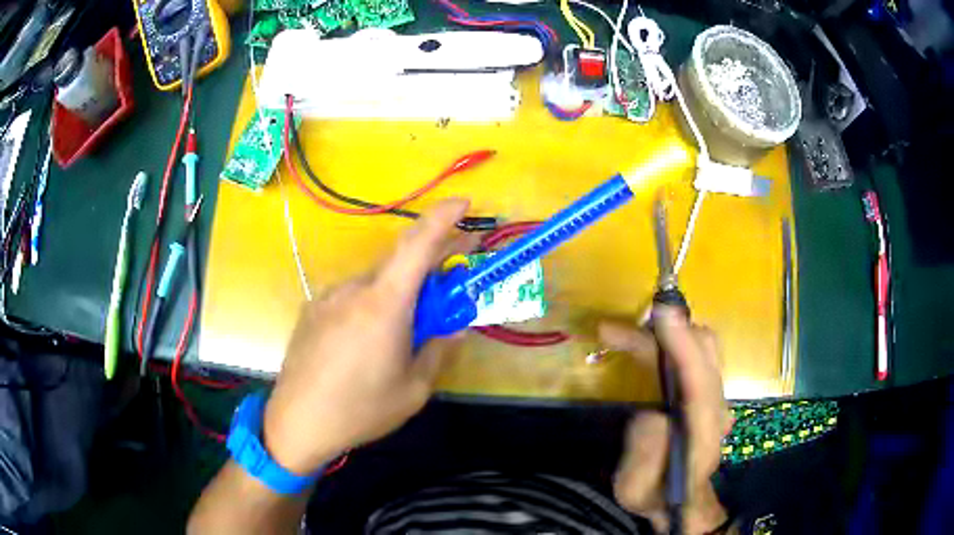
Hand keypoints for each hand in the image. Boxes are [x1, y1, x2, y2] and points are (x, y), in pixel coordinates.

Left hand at [262, 199, 479, 475]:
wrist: (297, 423)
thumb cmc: (360, 410)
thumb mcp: (413, 390)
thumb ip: (438, 351)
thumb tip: (456, 329)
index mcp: (383, 305)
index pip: (417, 244)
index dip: (443, 217)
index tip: (464, 202)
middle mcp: (353, 290)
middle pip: (398, 265)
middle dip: (427, 269)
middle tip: (446, 286)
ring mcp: (328, 298)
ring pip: (373, 285)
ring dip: (395, 296)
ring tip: (399, 333)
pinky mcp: (311, 311)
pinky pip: (350, 298)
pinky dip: (369, 307)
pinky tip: (364, 343)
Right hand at [601, 307, 733, 533]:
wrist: (682, 501)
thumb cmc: (655, 496)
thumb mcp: (636, 490)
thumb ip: (644, 456)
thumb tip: (650, 415)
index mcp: (703, 432)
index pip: (699, 379)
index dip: (682, 345)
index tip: (662, 314)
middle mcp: (717, 407)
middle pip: (705, 351)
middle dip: (663, 331)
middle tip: (614, 331)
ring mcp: (716, 397)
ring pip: (702, 347)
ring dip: (665, 332)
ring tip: (621, 334)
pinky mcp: (708, 392)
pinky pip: (695, 355)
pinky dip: (670, 341)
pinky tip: (643, 346)